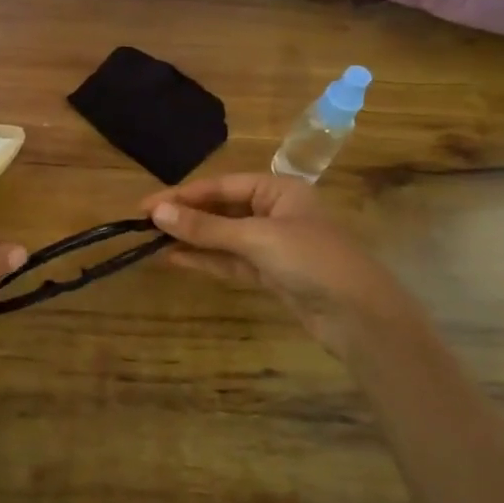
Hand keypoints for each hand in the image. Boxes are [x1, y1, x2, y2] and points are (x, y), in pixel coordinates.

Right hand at [144, 172, 426, 359]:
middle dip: (185, 216)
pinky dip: (205, 260)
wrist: (360, 316)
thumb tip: (157, 213)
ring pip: (223, 237)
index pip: (221, 186)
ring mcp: (273, 245)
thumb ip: (205, 228)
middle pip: (221, 209)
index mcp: (279, 189)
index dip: (182, 195)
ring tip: (151, 242)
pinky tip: (175, 259)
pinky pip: (230, 261)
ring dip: (191, 239)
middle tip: (143, 224)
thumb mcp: (256, 238)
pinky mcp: (271, 274)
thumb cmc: (312, 261)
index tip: (145, 206)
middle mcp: (275, 211)